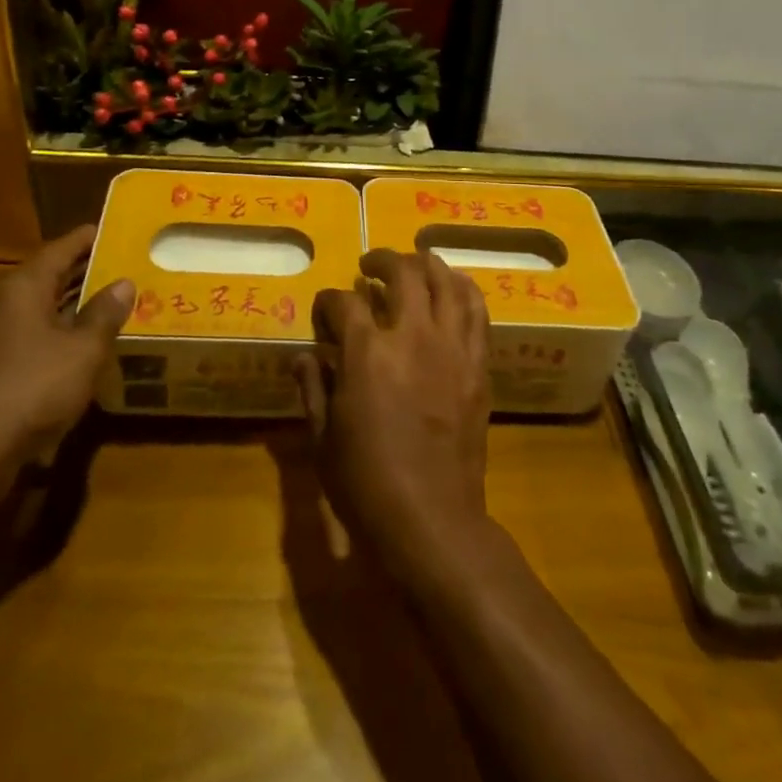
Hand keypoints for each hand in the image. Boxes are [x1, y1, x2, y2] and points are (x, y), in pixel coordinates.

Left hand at [0, 225, 132, 504]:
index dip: (89, 239)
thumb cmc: (32, 386)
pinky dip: (57, 334)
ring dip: (72, 307)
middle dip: (85, 273)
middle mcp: (1, 301)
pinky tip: (82, 348)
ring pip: (39, 309)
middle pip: (48, 277)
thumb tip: (124, 283)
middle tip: (125, 269)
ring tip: (112, 306)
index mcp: (22, 286)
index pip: (60, 248)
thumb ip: (105, 313)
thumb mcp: (83, 349)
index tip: (116, 231)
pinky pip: (29, 336)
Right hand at [297, 248, 492, 583]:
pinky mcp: (478, 365)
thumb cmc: (366, 484)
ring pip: (445, 281)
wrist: (432, 520)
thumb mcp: (323, 439)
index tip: (324, 308)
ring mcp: (451, 347)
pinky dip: (464, 290)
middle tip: (370, 266)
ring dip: (426, 264)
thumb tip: (303, 355)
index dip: (329, 300)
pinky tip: (454, 286)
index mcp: (366, 352)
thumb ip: (312, 388)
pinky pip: (476, 312)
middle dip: (381, 261)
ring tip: (414, 263)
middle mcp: (412, 335)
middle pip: (402, 273)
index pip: (345, 302)